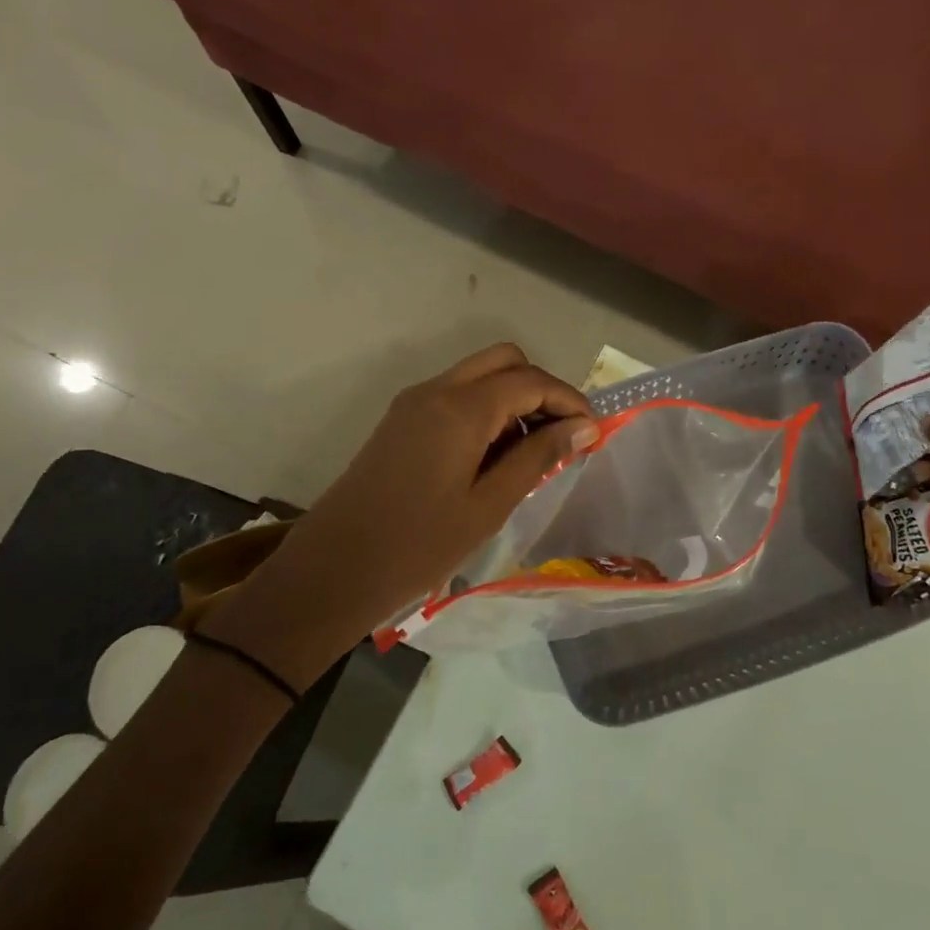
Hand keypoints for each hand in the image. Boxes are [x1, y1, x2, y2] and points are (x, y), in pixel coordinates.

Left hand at [208, 345, 597, 678]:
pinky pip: (455, 397)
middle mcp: (436, 390)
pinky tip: (494, 458)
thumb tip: (583, 426)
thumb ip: (538, 458)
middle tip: (560, 437)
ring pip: (478, 376)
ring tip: (531, 454)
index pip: (530, 381)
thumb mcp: (489, 505)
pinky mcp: (401, 421)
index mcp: (460, 408)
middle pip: (504, 361)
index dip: (569, 401)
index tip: (594, 434)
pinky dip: (485, 411)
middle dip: (541, 390)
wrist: (335, 568)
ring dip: (513, 399)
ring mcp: (413, 403)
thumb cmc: (419, 545)